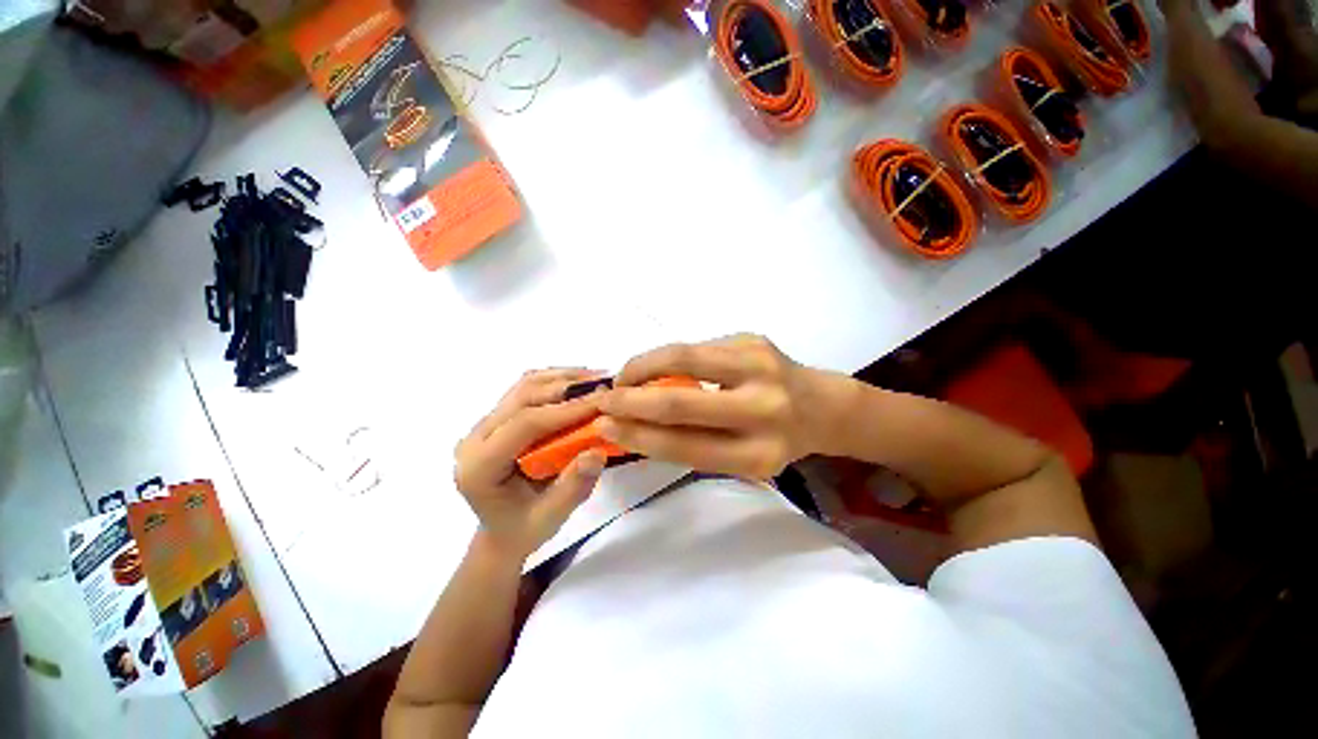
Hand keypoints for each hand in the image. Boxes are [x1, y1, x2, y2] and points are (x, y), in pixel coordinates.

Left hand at [454, 369, 608, 560]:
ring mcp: (485, 424)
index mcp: (479, 466)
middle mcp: (475, 438)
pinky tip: (580, 383)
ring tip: (598, 379)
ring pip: (525, 386)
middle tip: (606, 385)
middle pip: (523, 397)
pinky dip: (556, 381)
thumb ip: (573, 487)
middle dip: (568, 388)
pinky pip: (527, 388)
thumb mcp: (550, 518)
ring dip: (563, 378)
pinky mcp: (498, 417)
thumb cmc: (524, 529)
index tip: (602, 402)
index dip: (565, 410)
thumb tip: (597, 451)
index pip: (523, 424)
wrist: (503, 529)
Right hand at [598, 335, 845, 479]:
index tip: (604, 426)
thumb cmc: (776, 439)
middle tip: (603, 398)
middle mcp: (764, 409)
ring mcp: (759, 365)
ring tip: (625, 377)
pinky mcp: (752, 338)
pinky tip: (658, 367)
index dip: (638, 436)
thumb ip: (692, 443)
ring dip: (642, 366)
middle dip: (630, 400)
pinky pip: (695, 346)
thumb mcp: (741, 457)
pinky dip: (667, 358)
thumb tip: (633, 425)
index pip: (684, 446)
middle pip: (680, 402)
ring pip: (682, 357)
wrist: (821, 405)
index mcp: (759, 453)